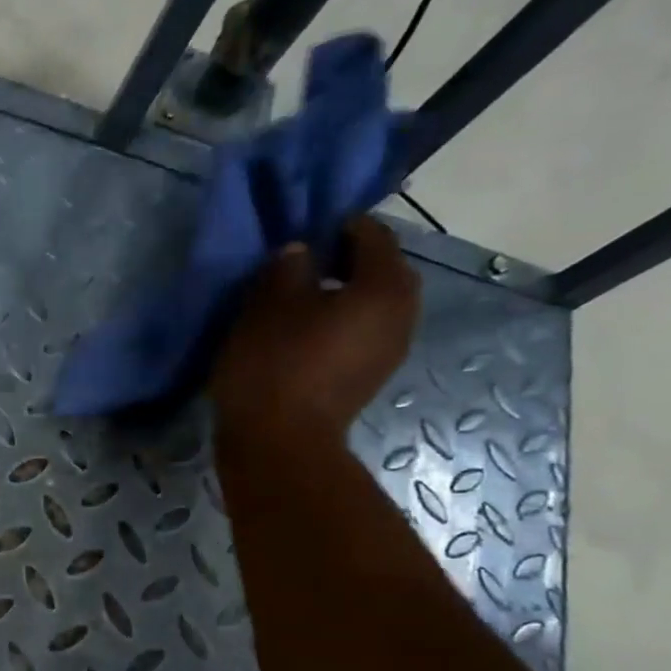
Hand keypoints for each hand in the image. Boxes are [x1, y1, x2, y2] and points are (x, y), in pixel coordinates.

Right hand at [211, 214, 419, 447]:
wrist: (280, 443)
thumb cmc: (275, 365)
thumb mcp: (268, 305)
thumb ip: (288, 268)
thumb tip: (301, 253)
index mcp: (384, 286)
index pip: (373, 235)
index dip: (338, 226)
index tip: (303, 232)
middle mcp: (402, 313)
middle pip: (379, 271)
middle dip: (344, 262)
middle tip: (300, 266)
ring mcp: (390, 350)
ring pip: (370, 305)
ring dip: (340, 296)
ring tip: (297, 302)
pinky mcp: (369, 377)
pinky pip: (360, 334)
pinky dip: (338, 325)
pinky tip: (302, 334)